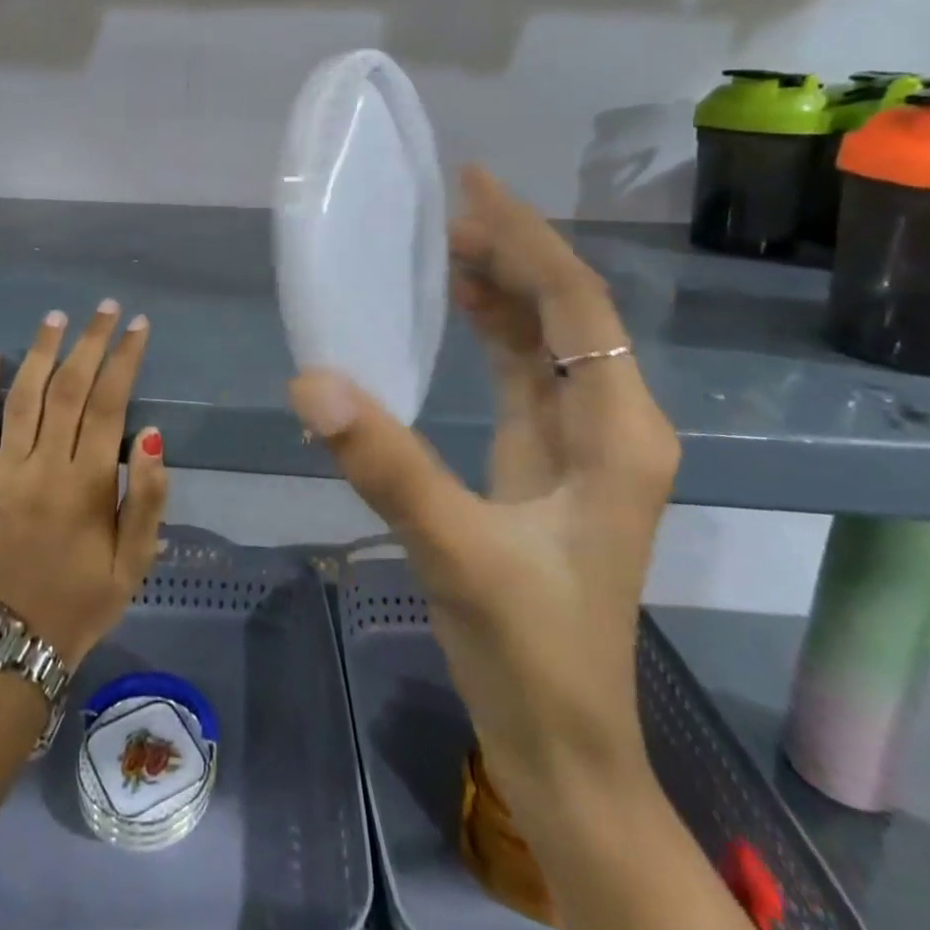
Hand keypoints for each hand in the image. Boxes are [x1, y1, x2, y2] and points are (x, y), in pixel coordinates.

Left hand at [0, 301, 168, 668]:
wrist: (16, 640)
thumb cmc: (87, 597)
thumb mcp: (136, 560)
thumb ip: (148, 497)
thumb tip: (151, 434)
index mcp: (86, 485)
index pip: (110, 404)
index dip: (125, 359)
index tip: (138, 326)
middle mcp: (43, 468)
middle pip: (69, 389)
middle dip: (90, 342)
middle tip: (106, 308)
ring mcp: (3, 473)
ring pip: (24, 397)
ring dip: (42, 351)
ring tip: (57, 316)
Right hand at [291, 165, 679, 811]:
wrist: (562, 745)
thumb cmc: (530, 654)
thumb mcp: (457, 553)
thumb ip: (386, 464)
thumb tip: (311, 380)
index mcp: (618, 432)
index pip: (577, 306)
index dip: (528, 238)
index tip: (476, 184)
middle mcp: (611, 423)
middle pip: (569, 311)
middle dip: (515, 252)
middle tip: (447, 208)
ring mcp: (581, 443)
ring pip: (547, 339)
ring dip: (505, 286)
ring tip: (448, 242)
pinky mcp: (548, 461)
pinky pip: (524, 372)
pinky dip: (495, 330)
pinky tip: (459, 308)